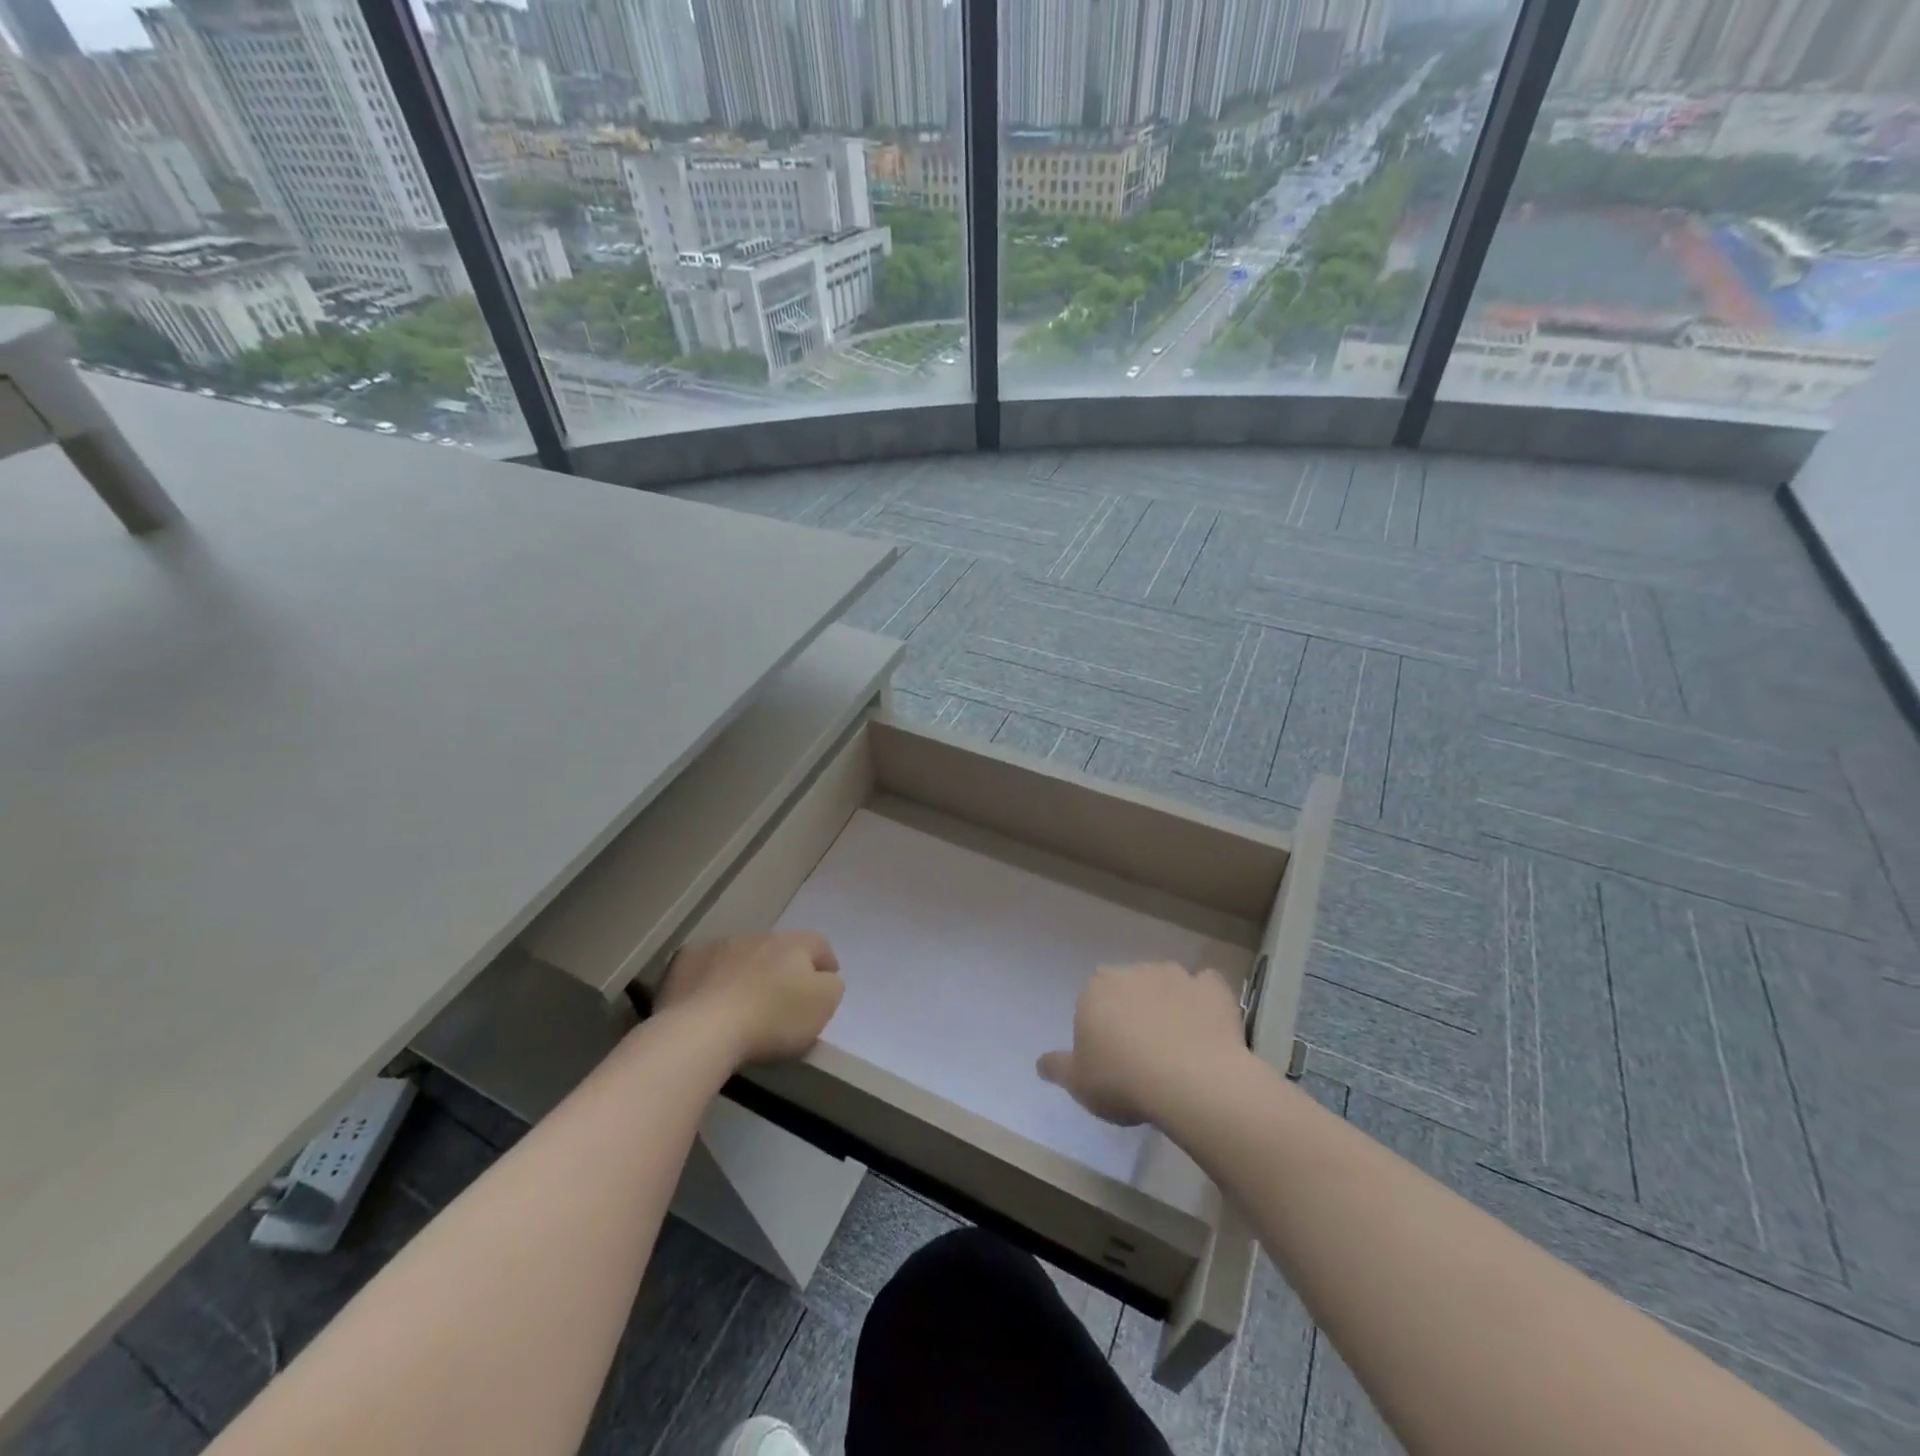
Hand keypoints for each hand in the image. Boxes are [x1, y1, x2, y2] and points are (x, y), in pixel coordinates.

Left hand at [656, 931, 843, 1066]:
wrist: (702, 1031)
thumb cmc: (771, 1020)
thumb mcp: (822, 1006)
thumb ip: (831, 986)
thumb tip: (823, 978)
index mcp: (794, 943)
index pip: (818, 944)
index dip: (825, 963)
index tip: (824, 986)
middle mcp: (758, 936)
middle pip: (778, 948)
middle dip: (782, 968)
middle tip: (781, 1000)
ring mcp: (719, 945)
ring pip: (741, 955)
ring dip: (746, 972)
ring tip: (742, 1004)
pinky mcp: (685, 961)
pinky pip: (706, 966)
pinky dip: (711, 979)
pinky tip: (708, 1004)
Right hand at [1038, 961, 1247, 1125]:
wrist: (1191, 1081)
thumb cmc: (1122, 1080)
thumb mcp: (1078, 1083)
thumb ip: (1057, 1067)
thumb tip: (1040, 1063)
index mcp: (1095, 989)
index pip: (1092, 1001)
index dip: (1101, 1028)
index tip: (1109, 1058)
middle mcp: (1132, 971)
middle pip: (1128, 988)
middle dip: (1133, 1009)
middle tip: (1142, 1051)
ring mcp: (1175, 975)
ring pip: (1166, 983)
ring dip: (1168, 1002)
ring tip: (1178, 1043)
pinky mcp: (1211, 988)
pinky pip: (1206, 986)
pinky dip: (1205, 999)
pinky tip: (1208, 1024)